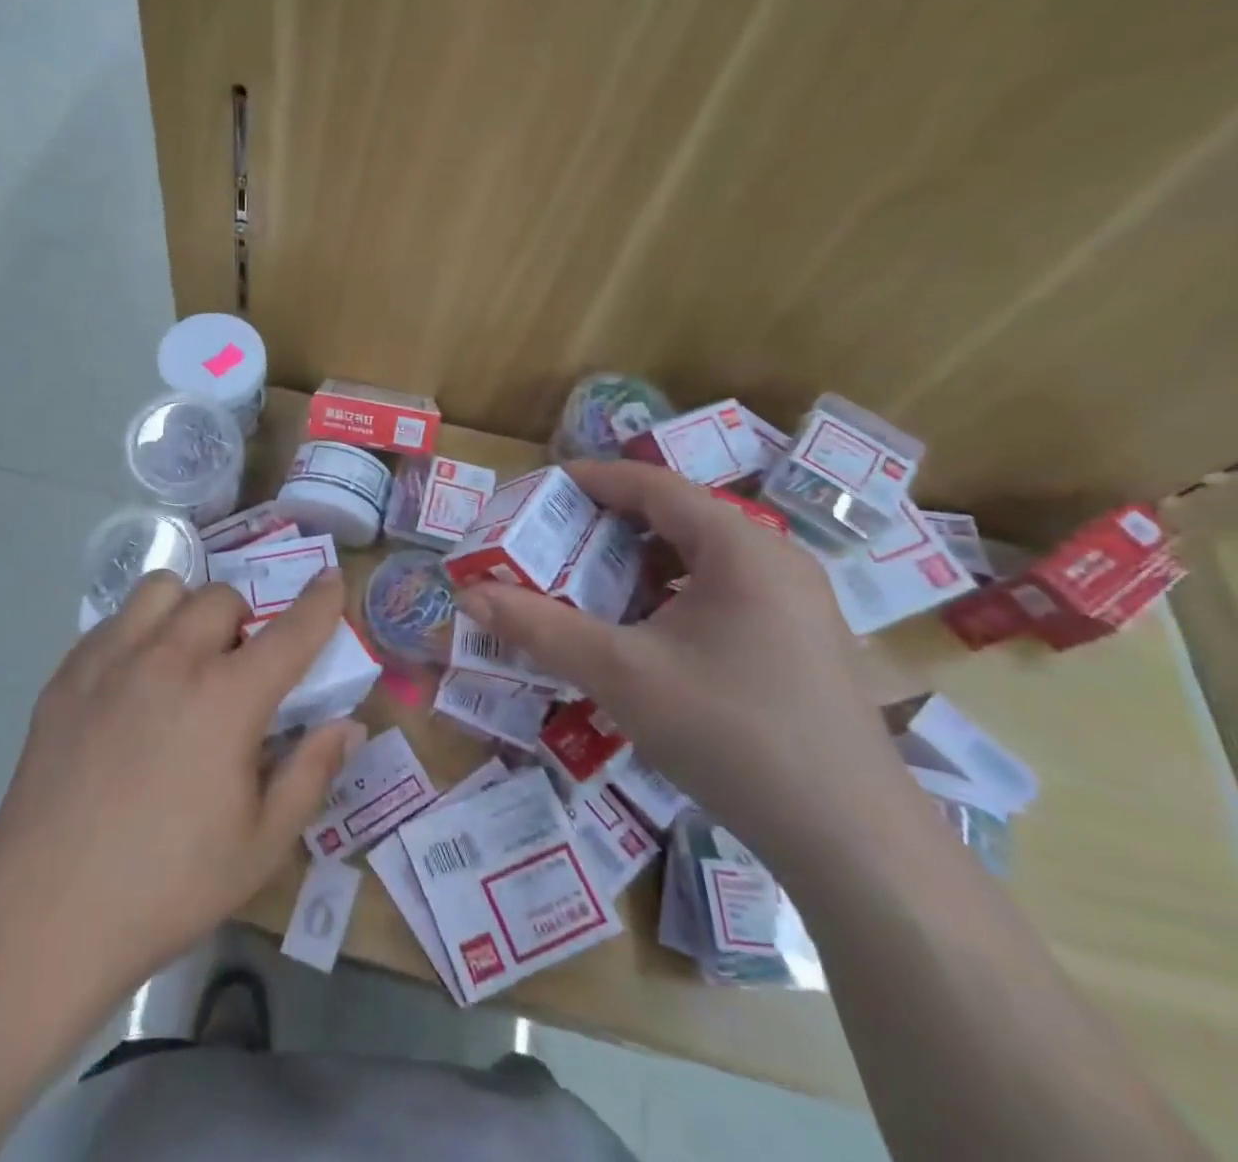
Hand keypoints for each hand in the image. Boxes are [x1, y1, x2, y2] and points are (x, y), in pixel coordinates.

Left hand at [0, 568, 361, 984]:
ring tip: (183, 657)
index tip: (331, 578)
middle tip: (238, 668)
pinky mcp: (67, 675)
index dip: (320, 601)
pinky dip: (137, 633)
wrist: (46, 913)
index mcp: (227, 697)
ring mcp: (111, 660)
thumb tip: (347, 725)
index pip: (291, 631)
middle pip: (221, 597)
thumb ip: (311, 773)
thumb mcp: (262, 845)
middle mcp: (171, 659)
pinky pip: (113, 621)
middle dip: (244, 620)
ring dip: (187, 610)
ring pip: (162, 590)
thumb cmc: (168, 885)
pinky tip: (130, 684)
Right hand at [454, 461, 911, 869]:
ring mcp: (792, 602)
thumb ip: (539, 627)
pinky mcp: (796, 641)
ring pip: (696, 558)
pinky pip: (718, 593)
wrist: (854, 843)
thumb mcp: (620, 674)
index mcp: (739, 546)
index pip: (652, 485)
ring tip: (583, 588)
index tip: (535, 490)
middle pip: (674, 517)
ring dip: (634, 565)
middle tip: (547, 544)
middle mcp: (772, 559)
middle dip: (604, 527)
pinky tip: (638, 635)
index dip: (589, 480)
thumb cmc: (731, 733)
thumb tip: (468, 595)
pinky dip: (665, 597)